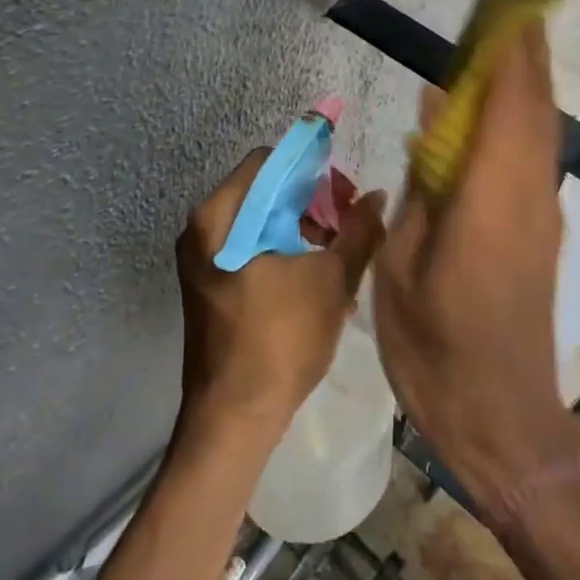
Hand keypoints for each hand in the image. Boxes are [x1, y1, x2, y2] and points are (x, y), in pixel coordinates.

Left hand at [176, 149, 387, 438]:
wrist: (233, 418)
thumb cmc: (280, 339)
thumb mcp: (330, 280)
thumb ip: (358, 232)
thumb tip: (377, 197)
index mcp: (219, 217)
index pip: (269, 161)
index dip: (312, 170)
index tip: (345, 196)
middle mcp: (201, 229)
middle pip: (264, 191)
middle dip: (312, 203)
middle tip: (348, 227)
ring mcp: (202, 260)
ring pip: (260, 222)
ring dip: (302, 229)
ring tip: (338, 256)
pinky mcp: (211, 285)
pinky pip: (251, 249)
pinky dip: (285, 252)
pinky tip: (318, 279)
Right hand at [373, 22, 579, 514]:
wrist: (500, 418)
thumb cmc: (434, 345)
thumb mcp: (404, 261)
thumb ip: (425, 181)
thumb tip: (432, 116)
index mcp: (489, 197)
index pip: (504, 104)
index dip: (507, 52)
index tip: (502, 9)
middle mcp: (528, 195)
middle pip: (534, 108)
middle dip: (525, 56)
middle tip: (508, 15)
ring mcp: (542, 215)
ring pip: (542, 132)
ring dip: (527, 86)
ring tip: (503, 51)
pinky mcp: (542, 233)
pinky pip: (535, 159)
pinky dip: (522, 123)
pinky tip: (495, 118)